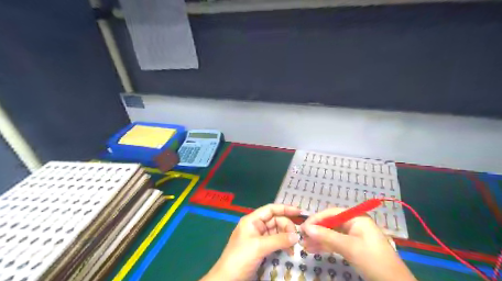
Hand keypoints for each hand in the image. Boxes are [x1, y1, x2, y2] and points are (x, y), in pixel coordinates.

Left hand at [202, 204, 300, 280]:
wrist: (228, 279)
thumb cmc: (240, 257)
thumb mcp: (259, 247)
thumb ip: (279, 240)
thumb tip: (297, 236)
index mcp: (252, 220)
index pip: (271, 209)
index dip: (285, 208)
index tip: (300, 212)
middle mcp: (256, 226)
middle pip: (276, 220)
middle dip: (287, 227)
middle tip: (296, 238)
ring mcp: (259, 237)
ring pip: (277, 232)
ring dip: (287, 237)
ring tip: (294, 247)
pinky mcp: (261, 248)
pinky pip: (276, 242)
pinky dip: (283, 245)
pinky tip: (289, 251)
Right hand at [301, 207, 416, 280]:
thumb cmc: (373, 259)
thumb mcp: (349, 247)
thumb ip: (326, 236)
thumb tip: (306, 228)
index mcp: (356, 218)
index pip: (331, 213)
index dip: (316, 219)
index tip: (303, 227)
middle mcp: (354, 223)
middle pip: (330, 223)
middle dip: (316, 231)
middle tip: (301, 238)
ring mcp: (353, 235)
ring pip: (331, 234)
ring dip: (318, 239)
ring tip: (304, 245)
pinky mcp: (352, 246)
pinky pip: (335, 242)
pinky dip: (325, 246)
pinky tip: (313, 249)